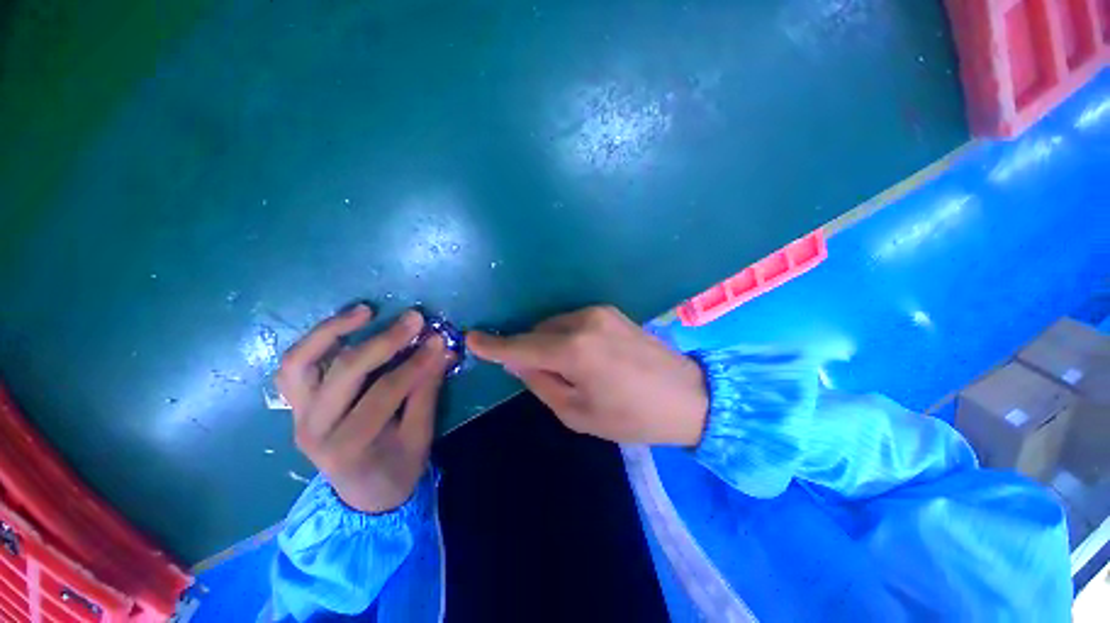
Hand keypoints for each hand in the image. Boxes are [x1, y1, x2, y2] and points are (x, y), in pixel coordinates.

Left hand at [276, 305, 454, 512]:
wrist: (363, 496)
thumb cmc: (397, 469)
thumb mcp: (420, 436)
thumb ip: (427, 391)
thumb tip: (442, 351)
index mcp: (349, 446)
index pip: (385, 393)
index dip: (415, 363)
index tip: (439, 340)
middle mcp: (314, 429)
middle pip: (344, 373)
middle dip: (383, 341)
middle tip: (414, 319)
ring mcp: (298, 415)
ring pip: (300, 363)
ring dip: (332, 331)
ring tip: (365, 310)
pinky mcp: (297, 405)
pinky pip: (295, 366)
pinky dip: (316, 342)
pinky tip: (344, 326)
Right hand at [467, 306, 707, 445]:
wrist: (687, 395)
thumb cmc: (631, 417)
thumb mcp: (577, 413)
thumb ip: (541, 383)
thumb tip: (517, 362)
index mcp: (573, 351)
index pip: (521, 346)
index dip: (494, 345)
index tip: (472, 338)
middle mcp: (582, 321)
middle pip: (537, 332)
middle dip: (527, 349)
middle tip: (536, 373)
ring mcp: (598, 311)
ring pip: (553, 324)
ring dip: (547, 342)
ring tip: (565, 367)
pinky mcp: (610, 310)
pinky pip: (572, 320)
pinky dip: (564, 335)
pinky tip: (580, 354)